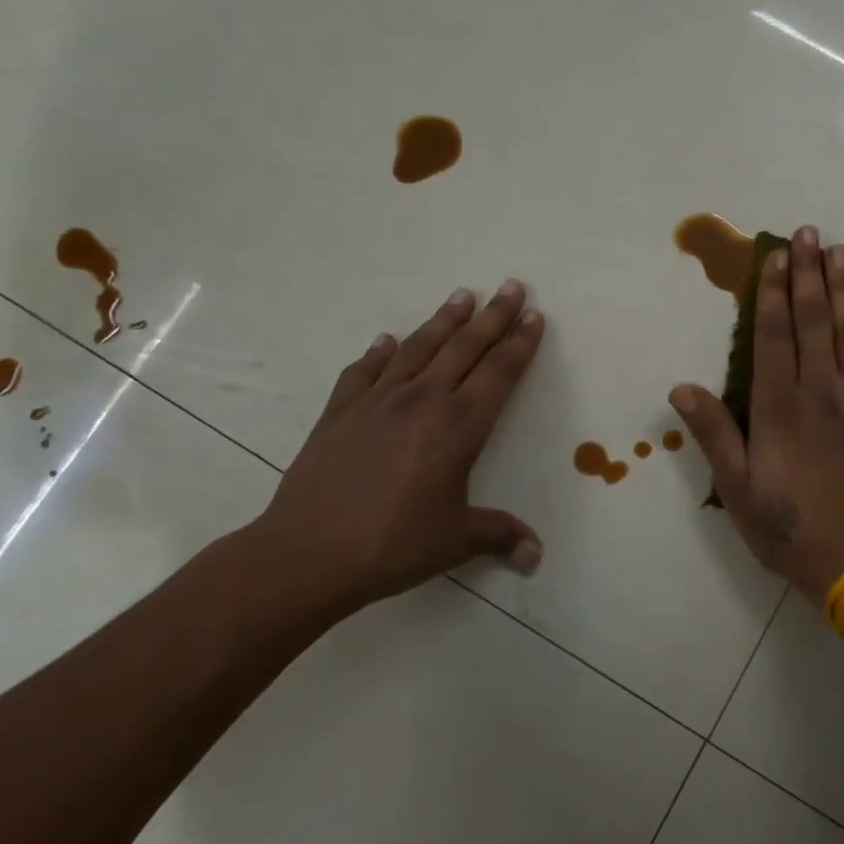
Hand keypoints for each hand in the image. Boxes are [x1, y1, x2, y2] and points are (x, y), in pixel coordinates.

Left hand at [240, 281, 545, 619]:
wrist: (308, 552)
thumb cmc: (393, 544)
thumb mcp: (455, 541)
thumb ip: (498, 535)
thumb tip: (535, 556)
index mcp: (458, 427)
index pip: (499, 373)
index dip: (520, 344)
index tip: (534, 315)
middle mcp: (423, 401)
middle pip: (465, 348)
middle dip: (493, 316)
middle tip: (512, 287)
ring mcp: (378, 401)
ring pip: (419, 348)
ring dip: (444, 320)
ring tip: (463, 295)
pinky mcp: (341, 411)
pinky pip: (365, 371)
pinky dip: (379, 352)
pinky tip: (387, 340)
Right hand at [670, 226, 843, 602]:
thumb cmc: (791, 528)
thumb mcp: (738, 490)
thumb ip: (714, 434)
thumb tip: (681, 388)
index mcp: (779, 406)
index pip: (773, 334)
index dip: (771, 291)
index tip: (775, 256)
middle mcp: (820, 390)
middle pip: (813, 319)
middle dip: (807, 273)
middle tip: (808, 233)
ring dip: (843, 288)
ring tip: (839, 251)